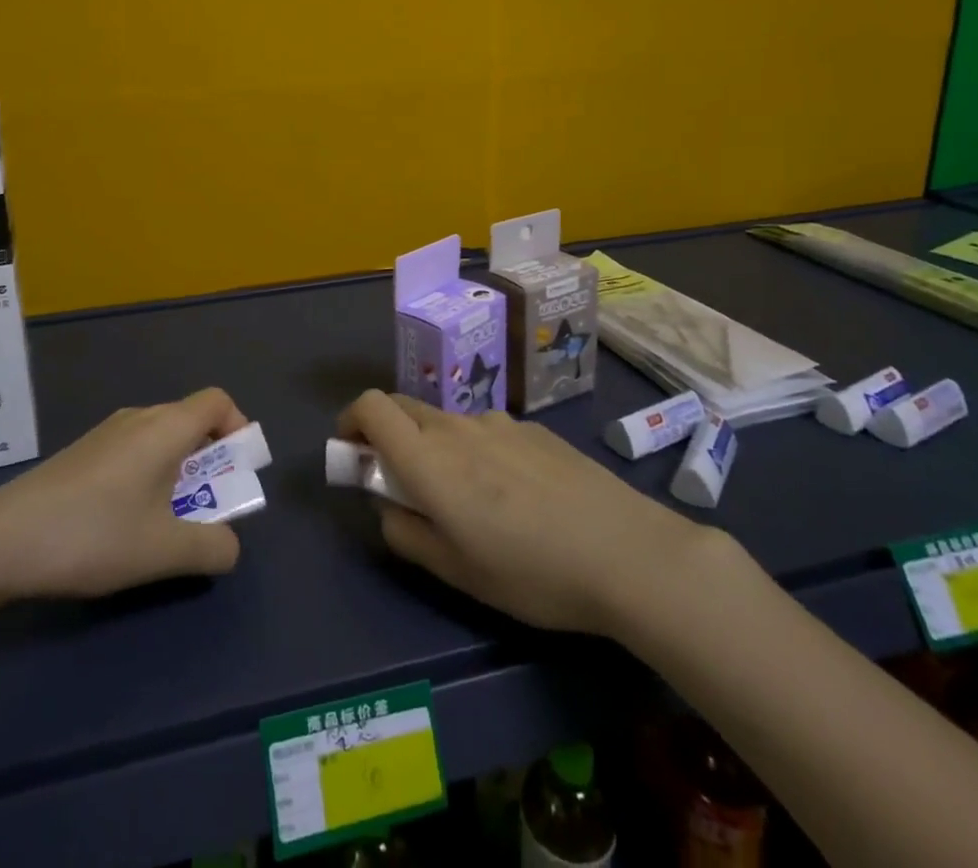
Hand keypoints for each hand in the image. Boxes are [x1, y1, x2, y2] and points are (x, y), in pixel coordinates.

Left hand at [0, 389, 251, 605]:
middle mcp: (139, 418)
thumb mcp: (164, 551)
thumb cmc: (94, 534)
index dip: (239, 429)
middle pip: (191, 421)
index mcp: (165, 427)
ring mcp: (106, 433)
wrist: (0, 540)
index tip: (237, 473)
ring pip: (162, 440)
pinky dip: (150, 476)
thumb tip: (229, 546)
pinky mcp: (83, 454)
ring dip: (179, 473)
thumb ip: (212, 547)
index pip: (218, 401)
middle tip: (207, 508)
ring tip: (167, 522)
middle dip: (211, 461)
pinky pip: (135, 451)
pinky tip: (126, 523)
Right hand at [338, 390, 725, 637]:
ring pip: (446, 422)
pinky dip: (477, 451)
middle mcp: (456, 427)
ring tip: (470, 500)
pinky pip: (486, 430)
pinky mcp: (533, 429)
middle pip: (403, 407)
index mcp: (429, 459)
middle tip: (402, 482)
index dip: (351, 420)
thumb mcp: (457, 572)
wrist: (626, 551)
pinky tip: (515, 496)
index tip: (351, 451)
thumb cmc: (531, 571)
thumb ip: (407, 533)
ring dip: (435, 446)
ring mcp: (498, 423)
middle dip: (387, 433)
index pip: (371, 406)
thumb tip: (387, 506)